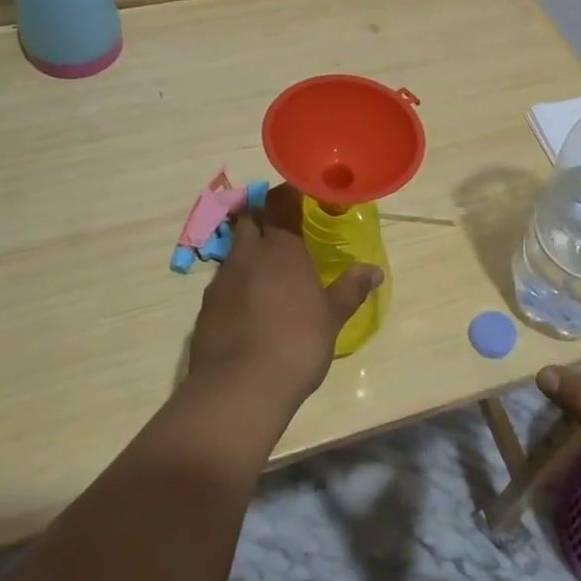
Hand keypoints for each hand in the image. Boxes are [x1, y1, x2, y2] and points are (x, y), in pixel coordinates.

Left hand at [185, 184, 381, 426]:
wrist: (240, 387)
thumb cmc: (296, 343)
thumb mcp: (332, 317)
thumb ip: (351, 289)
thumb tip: (374, 271)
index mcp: (280, 247)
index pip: (281, 201)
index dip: (289, 193)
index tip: (302, 194)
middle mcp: (247, 254)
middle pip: (249, 218)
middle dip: (263, 215)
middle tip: (283, 227)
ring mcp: (221, 279)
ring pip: (234, 249)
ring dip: (249, 250)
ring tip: (268, 269)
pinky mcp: (206, 307)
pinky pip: (223, 281)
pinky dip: (237, 281)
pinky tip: (250, 304)